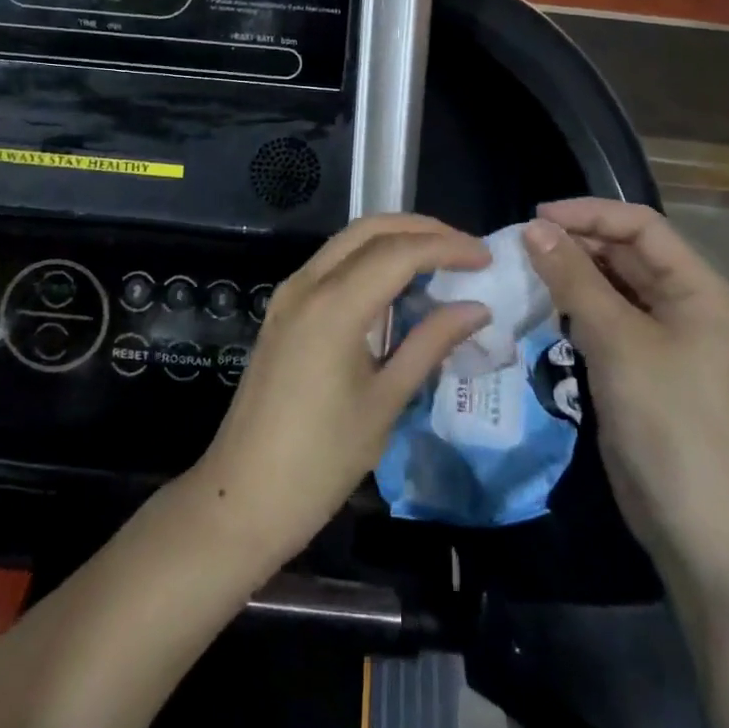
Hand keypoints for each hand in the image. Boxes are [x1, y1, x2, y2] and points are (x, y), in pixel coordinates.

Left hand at [190, 215, 491, 568]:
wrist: (243, 498)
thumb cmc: (321, 461)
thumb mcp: (385, 402)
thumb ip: (430, 344)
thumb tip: (477, 309)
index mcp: (334, 306)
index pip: (399, 252)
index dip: (447, 247)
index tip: (485, 257)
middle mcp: (307, 284)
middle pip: (370, 229)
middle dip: (421, 229)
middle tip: (465, 249)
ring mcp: (289, 294)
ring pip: (348, 241)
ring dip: (394, 239)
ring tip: (440, 259)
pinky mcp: (283, 310)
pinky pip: (331, 264)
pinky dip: (369, 259)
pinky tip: (397, 283)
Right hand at [525, 200, 728, 583]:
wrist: (691, 520)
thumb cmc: (665, 418)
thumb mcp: (616, 339)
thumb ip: (573, 278)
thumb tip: (533, 228)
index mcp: (697, 287)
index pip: (641, 226)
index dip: (589, 213)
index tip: (536, 218)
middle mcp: (683, 301)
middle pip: (625, 251)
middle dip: (576, 241)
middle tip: (522, 243)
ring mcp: (661, 333)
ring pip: (611, 282)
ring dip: (571, 271)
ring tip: (524, 266)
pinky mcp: (637, 360)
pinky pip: (603, 313)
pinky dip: (573, 302)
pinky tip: (542, 302)